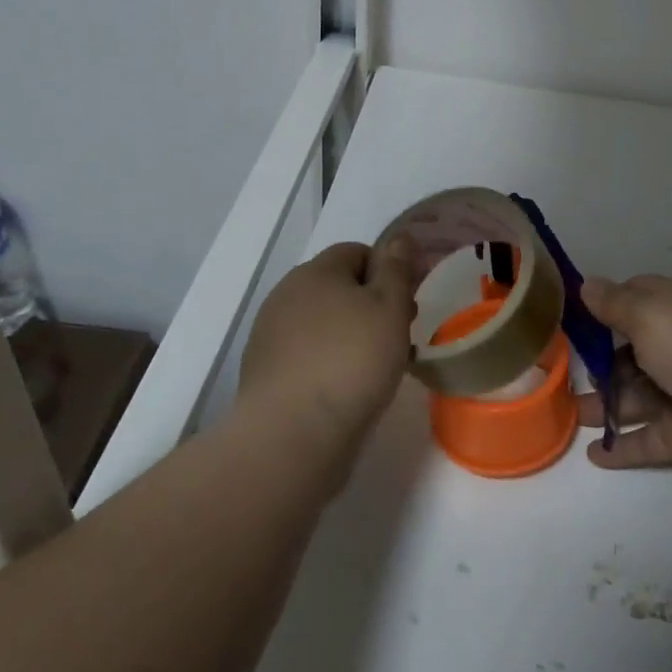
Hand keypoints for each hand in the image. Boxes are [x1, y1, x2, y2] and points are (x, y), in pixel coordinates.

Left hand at [237, 238, 418, 460]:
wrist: (292, 435)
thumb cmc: (352, 361)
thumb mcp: (389, 307)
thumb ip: (397, 269)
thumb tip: (400, 237)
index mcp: (315, 271)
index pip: (356, 252)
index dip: (386, 273)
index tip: (406, 305)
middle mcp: (286, 295)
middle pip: (338, 288)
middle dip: (370, 306)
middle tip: (398, 338)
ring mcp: (270, 335)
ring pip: (323, 323)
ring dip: (350, 336)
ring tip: (376, 369)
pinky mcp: (265, 372)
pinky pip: (306, 355)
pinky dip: (328, 363)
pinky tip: (345, 390)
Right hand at [575, 275, 671, 481]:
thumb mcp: (645, 312)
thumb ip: (611, 303)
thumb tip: (585, 284)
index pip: (635, 301)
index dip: (606, 307)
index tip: (573, 318)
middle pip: (630, 353)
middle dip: (599, 363)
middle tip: (565, 372)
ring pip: (634, 398)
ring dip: (603, 406)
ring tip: (569, 415)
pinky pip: (646, 440)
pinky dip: (621, 447)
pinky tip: (594, 454)